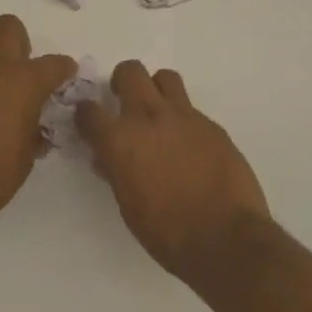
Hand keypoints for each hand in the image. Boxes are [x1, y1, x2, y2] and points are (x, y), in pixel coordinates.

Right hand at [76, 61, 271, 280]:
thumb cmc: (168, 233)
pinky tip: (188, 146)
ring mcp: (184, 117)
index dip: (85, 114)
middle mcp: (149, 117)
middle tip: (124, 102)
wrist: (226, 239)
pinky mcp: (212, 125)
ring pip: (164, 78)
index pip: (89, 111)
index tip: (88, 120)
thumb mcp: (128, 206)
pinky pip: (191, 109)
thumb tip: (108, 159)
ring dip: (156, 89)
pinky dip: (183, 120)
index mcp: (120, 140)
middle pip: (130, 72)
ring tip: (158, 114)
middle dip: (122, 81)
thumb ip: (116, 172)